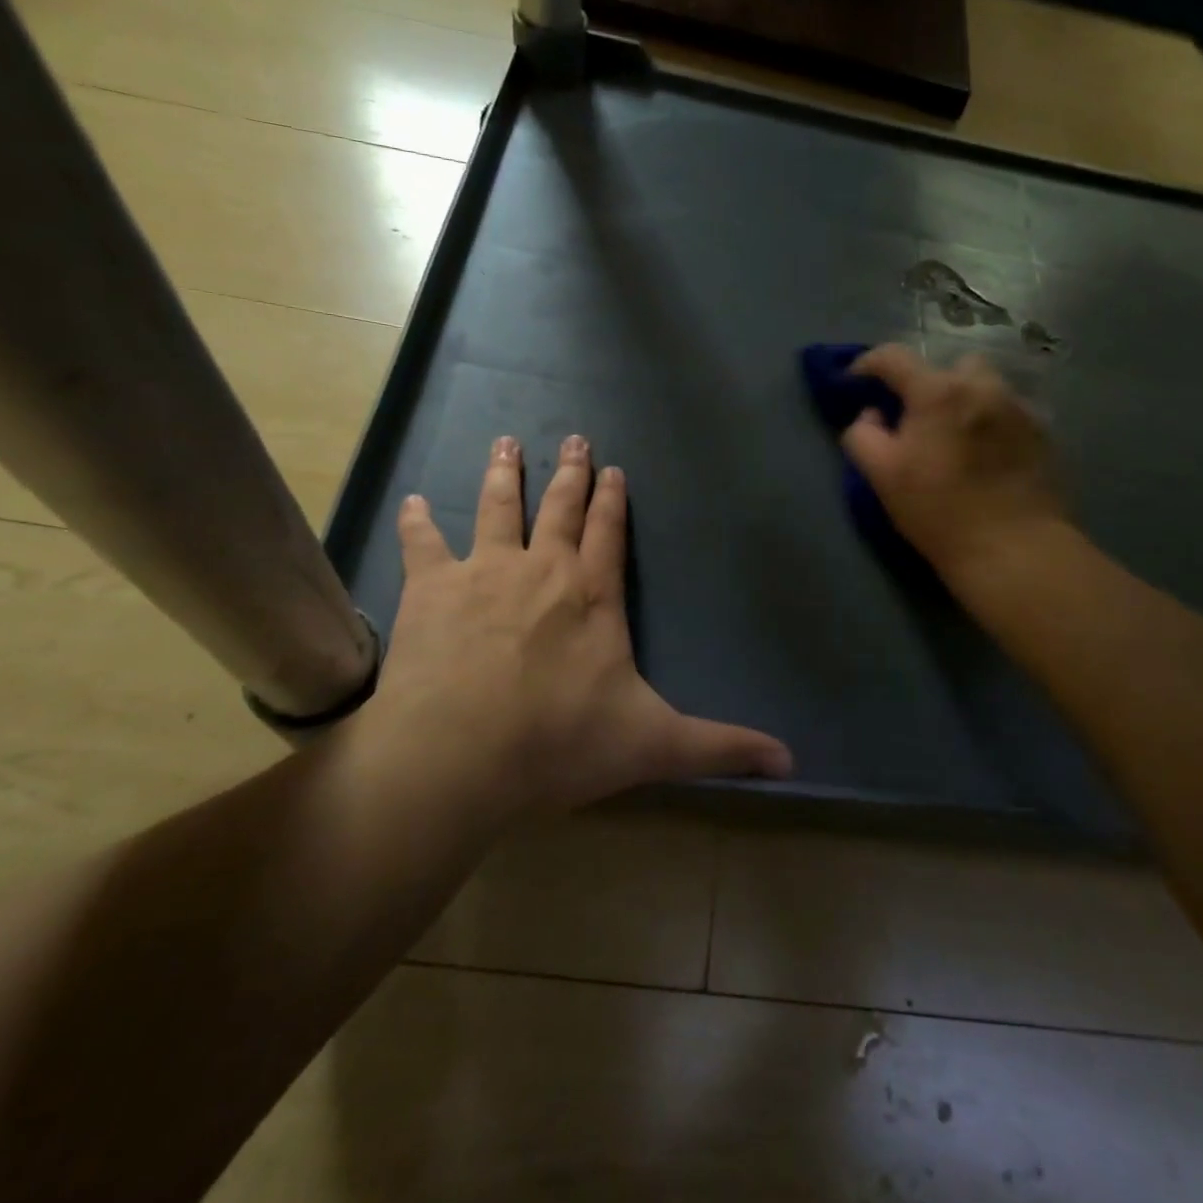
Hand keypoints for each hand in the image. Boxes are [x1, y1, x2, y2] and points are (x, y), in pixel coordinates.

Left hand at [361, 434, 792, 815]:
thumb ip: (721, 748)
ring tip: (505, 443)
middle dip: (569, 474)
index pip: (609, 535)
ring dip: (503, 475)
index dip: (614, 502)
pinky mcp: (431, 589)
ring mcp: (484, 573)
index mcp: (593, 597)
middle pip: (559, 509)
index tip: (613, 469)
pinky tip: (412, 501)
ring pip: (497, 509)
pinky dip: (417, 522)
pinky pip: (423, 544)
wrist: (460, 755)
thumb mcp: (654, 746)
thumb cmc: (560, 744)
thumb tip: (791, 762)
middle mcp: (542, 570)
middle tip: (573, 439)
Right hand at [840, 344, 1070, 581]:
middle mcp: (983, 386)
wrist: (1014, 548)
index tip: (854, 382)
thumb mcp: (881, 475)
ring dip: (963, 400)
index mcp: (938, 392)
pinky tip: (985, 455)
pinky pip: (1007, 412)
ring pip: (984, 386)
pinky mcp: (1042, 432)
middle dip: (927, 384)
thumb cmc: (939, 511)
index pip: (893, 357)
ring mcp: (1018, 407)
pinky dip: (989, 422)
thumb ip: (863, 435)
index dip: (866, 364)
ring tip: (954, 436)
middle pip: (948, 366)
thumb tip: (871, 415)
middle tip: (915, 419)